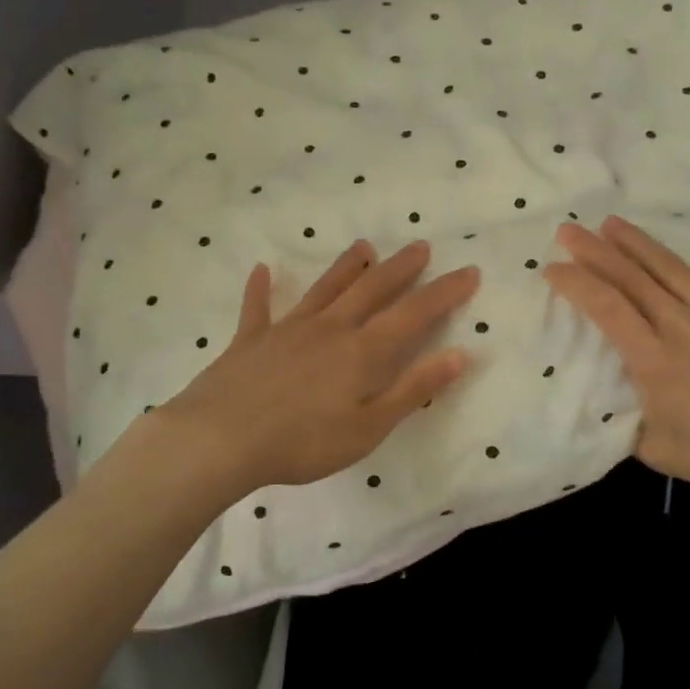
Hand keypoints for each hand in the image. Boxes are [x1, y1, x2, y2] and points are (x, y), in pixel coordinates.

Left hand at [146, 240, 478, 501]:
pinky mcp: (250, 340)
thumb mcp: (369, 427)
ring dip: (346, 267)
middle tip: (420, 246)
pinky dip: (260, 288)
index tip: (469, 271)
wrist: (220, 440)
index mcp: (362, 351)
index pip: (414, 313)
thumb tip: (459, 354)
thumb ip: (413, 389)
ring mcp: (288, 329)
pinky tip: (261, 269)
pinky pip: (258, 307)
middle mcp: (330, 328)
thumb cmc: (303, 442)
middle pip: (371, 289)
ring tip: (364, 246)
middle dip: (400, 268)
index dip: (444, 292)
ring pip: (325, 289)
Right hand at [546, 211, 689, 577]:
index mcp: (654, 358)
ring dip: (639, 242)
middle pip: (630, 277)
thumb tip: (610, 406)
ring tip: (612, 222)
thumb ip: (627, 424)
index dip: (574, 283)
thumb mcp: (658, 452)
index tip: (550, 269)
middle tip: (567, 230)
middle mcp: (682, 325)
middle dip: (594, 251)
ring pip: (672, 268)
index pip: (604, 307)